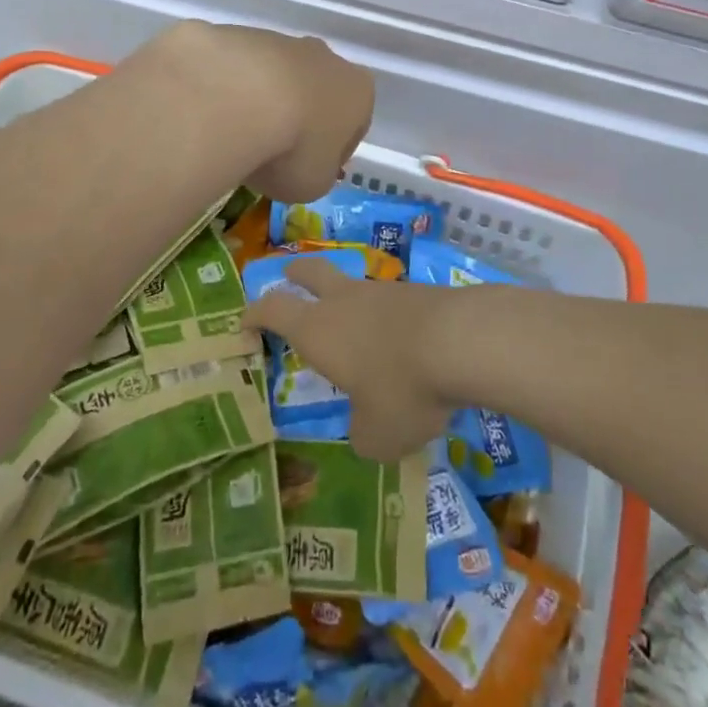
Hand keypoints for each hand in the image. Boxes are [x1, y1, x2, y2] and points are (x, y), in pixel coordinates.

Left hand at [156, 23, 373, 202]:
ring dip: (264, 103)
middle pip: (317, 93)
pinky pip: (240, 70)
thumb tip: (305, 165)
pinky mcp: (239, 35)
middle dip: (301, 119)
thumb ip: (317, 173)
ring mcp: (282, 41)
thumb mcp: (314, 183)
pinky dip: (231, 90)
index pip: (355, 125)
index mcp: (358, 92)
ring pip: (277, 78)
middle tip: (274, 153)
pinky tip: (215, 115)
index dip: (334, 152)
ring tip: (238, 137)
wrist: (234, 99)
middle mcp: (326, 58)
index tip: (310, 171)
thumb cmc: (292, 148)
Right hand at [243, 255, 454, 460]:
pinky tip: (403, 344)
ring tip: (357, 330)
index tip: (244, 323)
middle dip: (296, 273)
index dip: (254, 314)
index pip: (273, 309)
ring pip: (355, 286)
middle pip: (311, 271)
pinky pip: (392, 302)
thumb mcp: (377, 434)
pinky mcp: (420, 292)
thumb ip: (363, 433)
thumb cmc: (402, 389)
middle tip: (288, 277)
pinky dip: (387, 317)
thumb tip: (367, 429)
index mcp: (318, 329)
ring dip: (348, 300)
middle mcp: (345, 301)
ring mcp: (384, 291)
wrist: (463, 341)